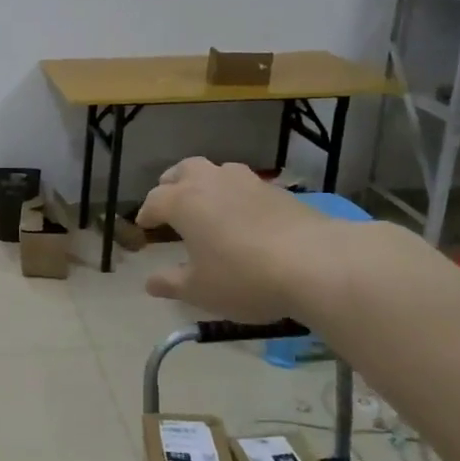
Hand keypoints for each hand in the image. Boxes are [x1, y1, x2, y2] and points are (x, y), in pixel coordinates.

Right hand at [135, 159, 351, 321]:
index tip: (144, 225)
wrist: (316, 263)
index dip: (146, 213)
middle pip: (183, 170)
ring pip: (217, 171)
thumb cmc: (245, 277)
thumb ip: (172, 283)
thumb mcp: (201, 290)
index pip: (154, 200)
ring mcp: (247, 182)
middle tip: (169, 201)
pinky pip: (245, 184)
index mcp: (183, 202)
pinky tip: (242, 215)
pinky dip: (235, 194)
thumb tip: (150, 282)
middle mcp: (211, 182)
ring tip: (207, 204)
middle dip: (171, 183)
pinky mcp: (277, 190)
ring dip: (205, 182)